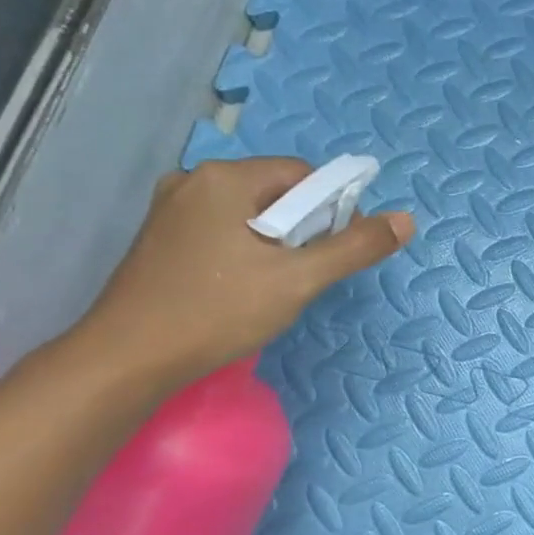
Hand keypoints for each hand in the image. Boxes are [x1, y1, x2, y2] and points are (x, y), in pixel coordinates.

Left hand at [72, 157, 413, 390]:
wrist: (128, 359)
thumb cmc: (218, 311)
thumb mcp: (299, 280)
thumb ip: (354, 247)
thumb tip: (406, 220)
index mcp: (227, 178)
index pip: (303, 175)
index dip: (332, 210)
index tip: (333, 253)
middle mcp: (195, 181)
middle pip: (276, 192)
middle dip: (302, 229)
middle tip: (303, 275)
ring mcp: (171, 209)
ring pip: (248, 214)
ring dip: (274, 243)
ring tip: (274, 286)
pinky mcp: (159, 237)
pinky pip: (221, 230)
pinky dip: (243, 251)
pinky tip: (240, 287)